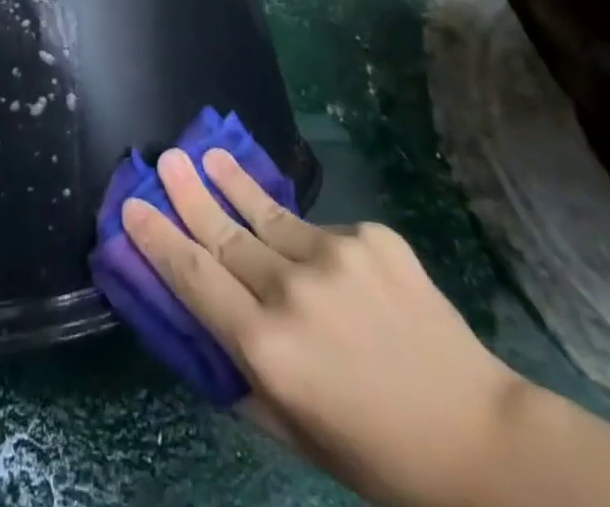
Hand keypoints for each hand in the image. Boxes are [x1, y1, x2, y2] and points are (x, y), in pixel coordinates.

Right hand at [123, 149, 523, 506]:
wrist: (477, 437)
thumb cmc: (376, 454)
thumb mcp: (293, 433)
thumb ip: (241, 377)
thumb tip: (202, 327)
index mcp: (268, 349)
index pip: (194, 278)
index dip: (158, 240)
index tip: (132, 207)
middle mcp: (292, 291)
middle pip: (224, 233)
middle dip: (188, 194)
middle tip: (165, 158)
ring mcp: (335, 255)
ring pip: (267, 213)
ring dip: (234, 184)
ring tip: (209, 155)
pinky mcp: (371, 235)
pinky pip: (321, 230)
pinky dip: (305, 236)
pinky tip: (307, 244)